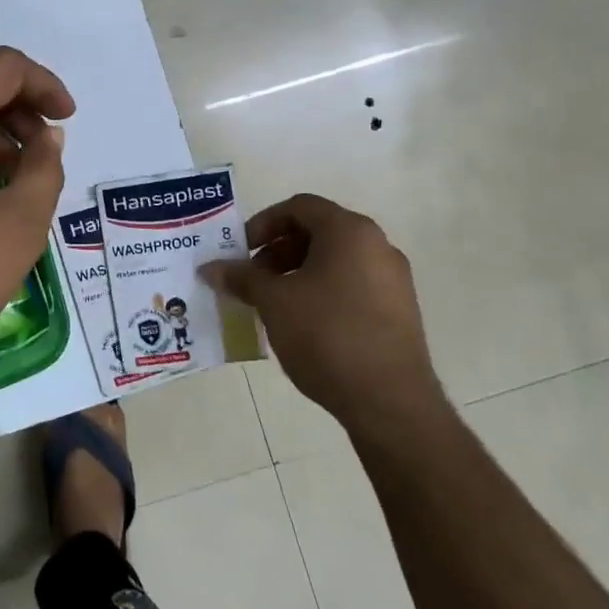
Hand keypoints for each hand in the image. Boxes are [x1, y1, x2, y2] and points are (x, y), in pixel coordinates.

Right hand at [200, 194, 442, 432]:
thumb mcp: (273, 302)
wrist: (389, 401)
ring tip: (273, 303)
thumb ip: (241, 278)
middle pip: (318, 232)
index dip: (263, 223)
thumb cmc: (327, 335)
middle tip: (252, 278)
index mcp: (350, 232)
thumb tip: (210, 268)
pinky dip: (322, 291)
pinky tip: (303, 323)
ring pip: (335, 260)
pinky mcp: (399, 311)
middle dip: (278, 250)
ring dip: (297, 272)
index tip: (241, 251)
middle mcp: (378, 246)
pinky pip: (352, 285)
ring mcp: (393, 280)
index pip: (299, 207)